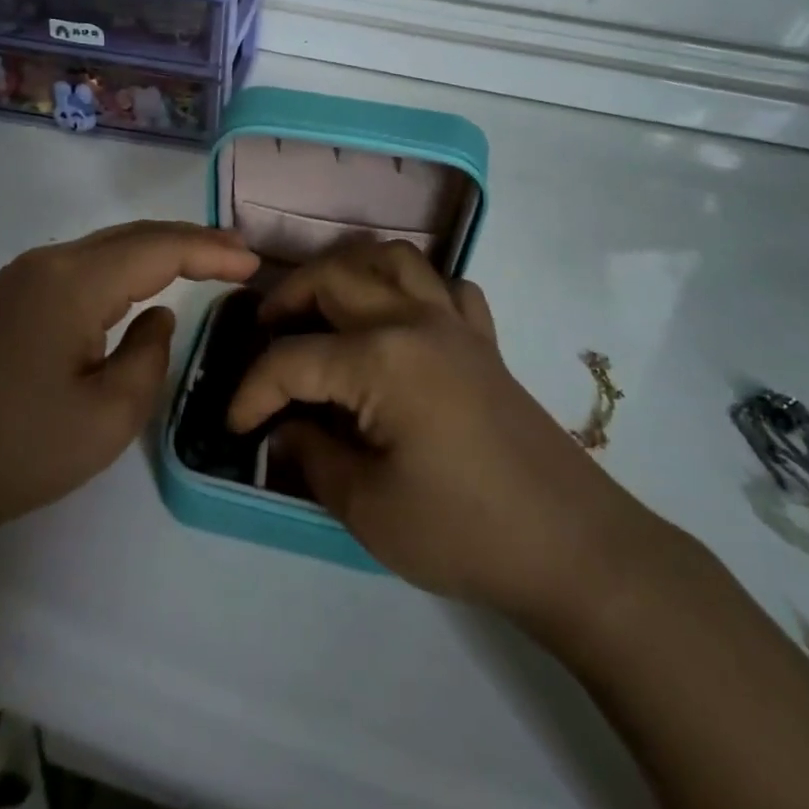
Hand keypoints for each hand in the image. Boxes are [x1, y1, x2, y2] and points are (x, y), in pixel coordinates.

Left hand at [0, 222, 258, 551]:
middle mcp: (45, 262)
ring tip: (203, 261)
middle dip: (189, 241)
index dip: (210, 251)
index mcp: (72, 282)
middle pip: (131, 236)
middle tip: (238, 253)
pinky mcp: (7, 298)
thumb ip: (150, 352)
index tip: (253, 262)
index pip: (157, 249)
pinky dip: (122, 268)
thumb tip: (157, 315)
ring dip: (155, 251)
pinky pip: (79, 266)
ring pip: (104, 247)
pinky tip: (141, 282)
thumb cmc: (24, 450)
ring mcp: (19, 277)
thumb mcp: (112, 414)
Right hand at [228, 241, 648, 625]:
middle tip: (265, 334)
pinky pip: (445, 286)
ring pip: (392, 259)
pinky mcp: (484, 340)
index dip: (252, 391)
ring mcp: (455, 323)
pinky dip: (413, 286)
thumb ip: (312, 456)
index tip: (235, 425)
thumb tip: (283, 428)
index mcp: (380, 359)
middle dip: (287, 299)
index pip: (292, 359)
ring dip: (347, 270)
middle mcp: (414, 320)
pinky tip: (401, 317)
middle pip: (335, 278)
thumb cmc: (464, 532)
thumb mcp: (368, 508)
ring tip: (324, 304)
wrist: (574, 549)